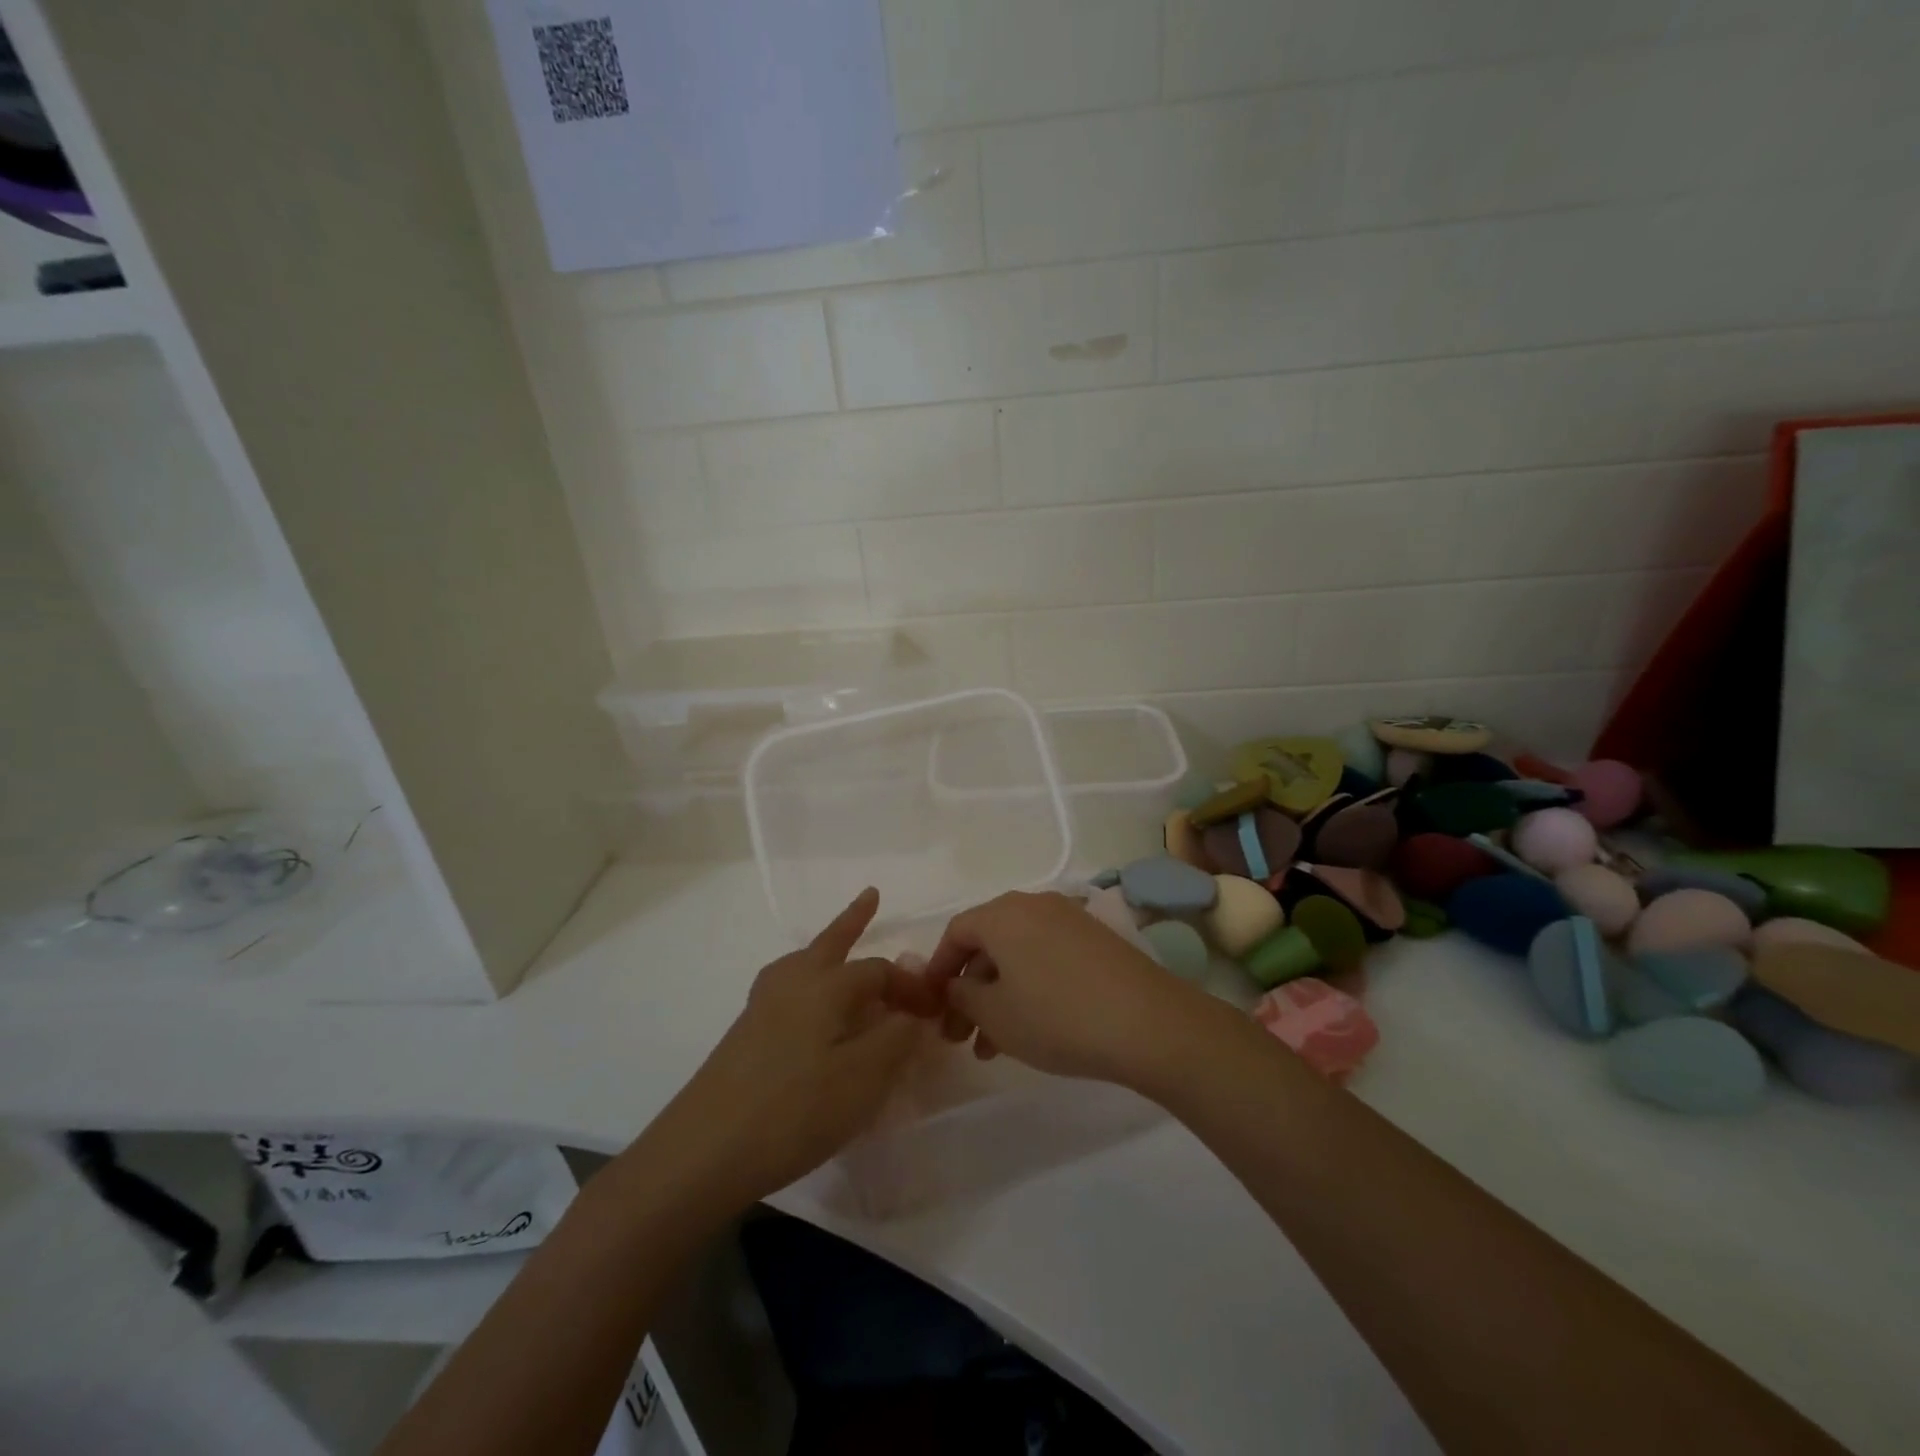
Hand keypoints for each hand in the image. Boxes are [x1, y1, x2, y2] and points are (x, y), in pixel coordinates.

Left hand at [650, 888, 930, 1209]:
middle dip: (853, 919)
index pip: (879, 970)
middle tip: (871, 896)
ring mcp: (763, 1006)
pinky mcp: (745, 1033)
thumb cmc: (794, 1111)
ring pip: (803, 962)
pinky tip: (805, 1003)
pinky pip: (787, 987)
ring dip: (826, 947)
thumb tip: (913, 1011)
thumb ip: (895, 1039)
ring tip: (839, 943)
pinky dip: (805, 978)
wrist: (703, 1151)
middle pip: (830, 942)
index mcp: (825, 986)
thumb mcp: (863, 1079)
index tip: (934, 1011)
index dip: (910, 985)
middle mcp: (793, 983)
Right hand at [922, 891, 1228, 1095]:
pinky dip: (1029, 987)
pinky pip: (1046, 957)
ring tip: (992, 1047)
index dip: (937, 969)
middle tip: (960, 1036)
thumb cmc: (1058, 1016)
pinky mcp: (1096, 940)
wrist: (1149, 1022)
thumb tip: (956, 986)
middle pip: (987, 943)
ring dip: (998, 995)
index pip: (955, 932)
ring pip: (1017, 954)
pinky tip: (1031, 1027)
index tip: (931, 1006)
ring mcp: (1070, 919)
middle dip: (968, 990)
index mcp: (1003, 914)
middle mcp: (1034, 905)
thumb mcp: (996, 1015)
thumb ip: (962, 997)